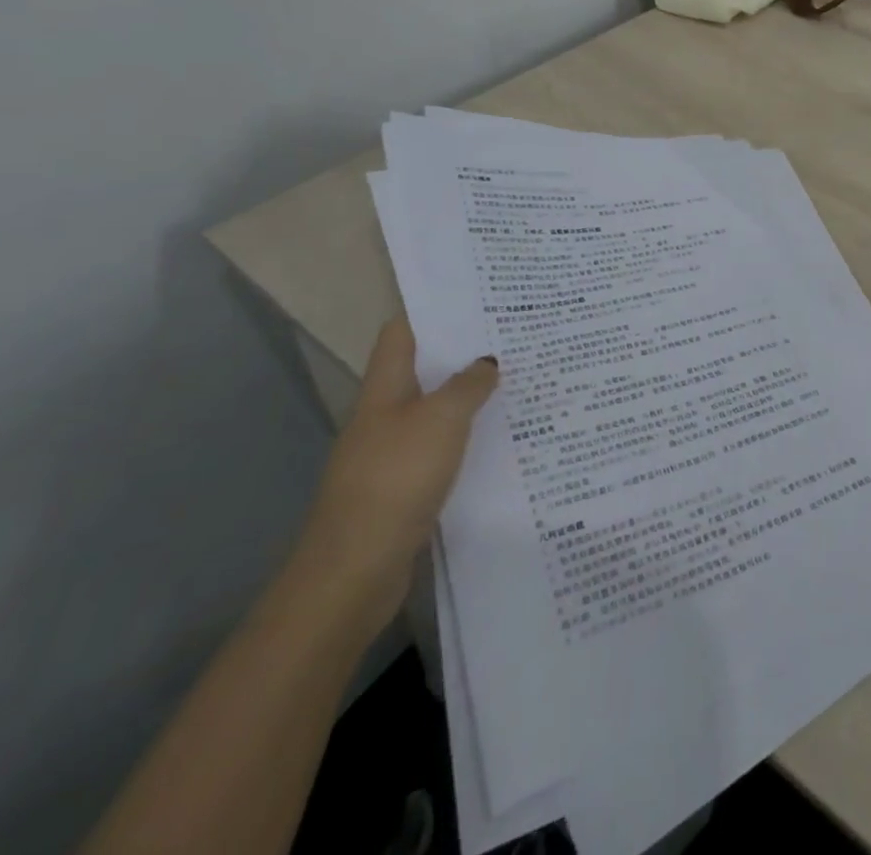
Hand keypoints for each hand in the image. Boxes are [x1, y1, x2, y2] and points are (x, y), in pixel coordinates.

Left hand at [290, 317, 496, 634]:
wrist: (354, 570)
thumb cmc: (396, 478)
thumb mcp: (442, 419)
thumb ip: (468, 385)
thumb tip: (487, 363)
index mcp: (384, 390)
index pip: (402, 334)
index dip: (432, 312)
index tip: (475, 300)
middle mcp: (383, 415)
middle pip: (422, 371)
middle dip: (462, 354)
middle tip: (511, 339)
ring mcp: (390, 453)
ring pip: (434, 411)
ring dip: (468, 398)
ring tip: (515, 382)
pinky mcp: (402, 488)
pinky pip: (440, 449)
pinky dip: (466, 439)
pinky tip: (499, 440)